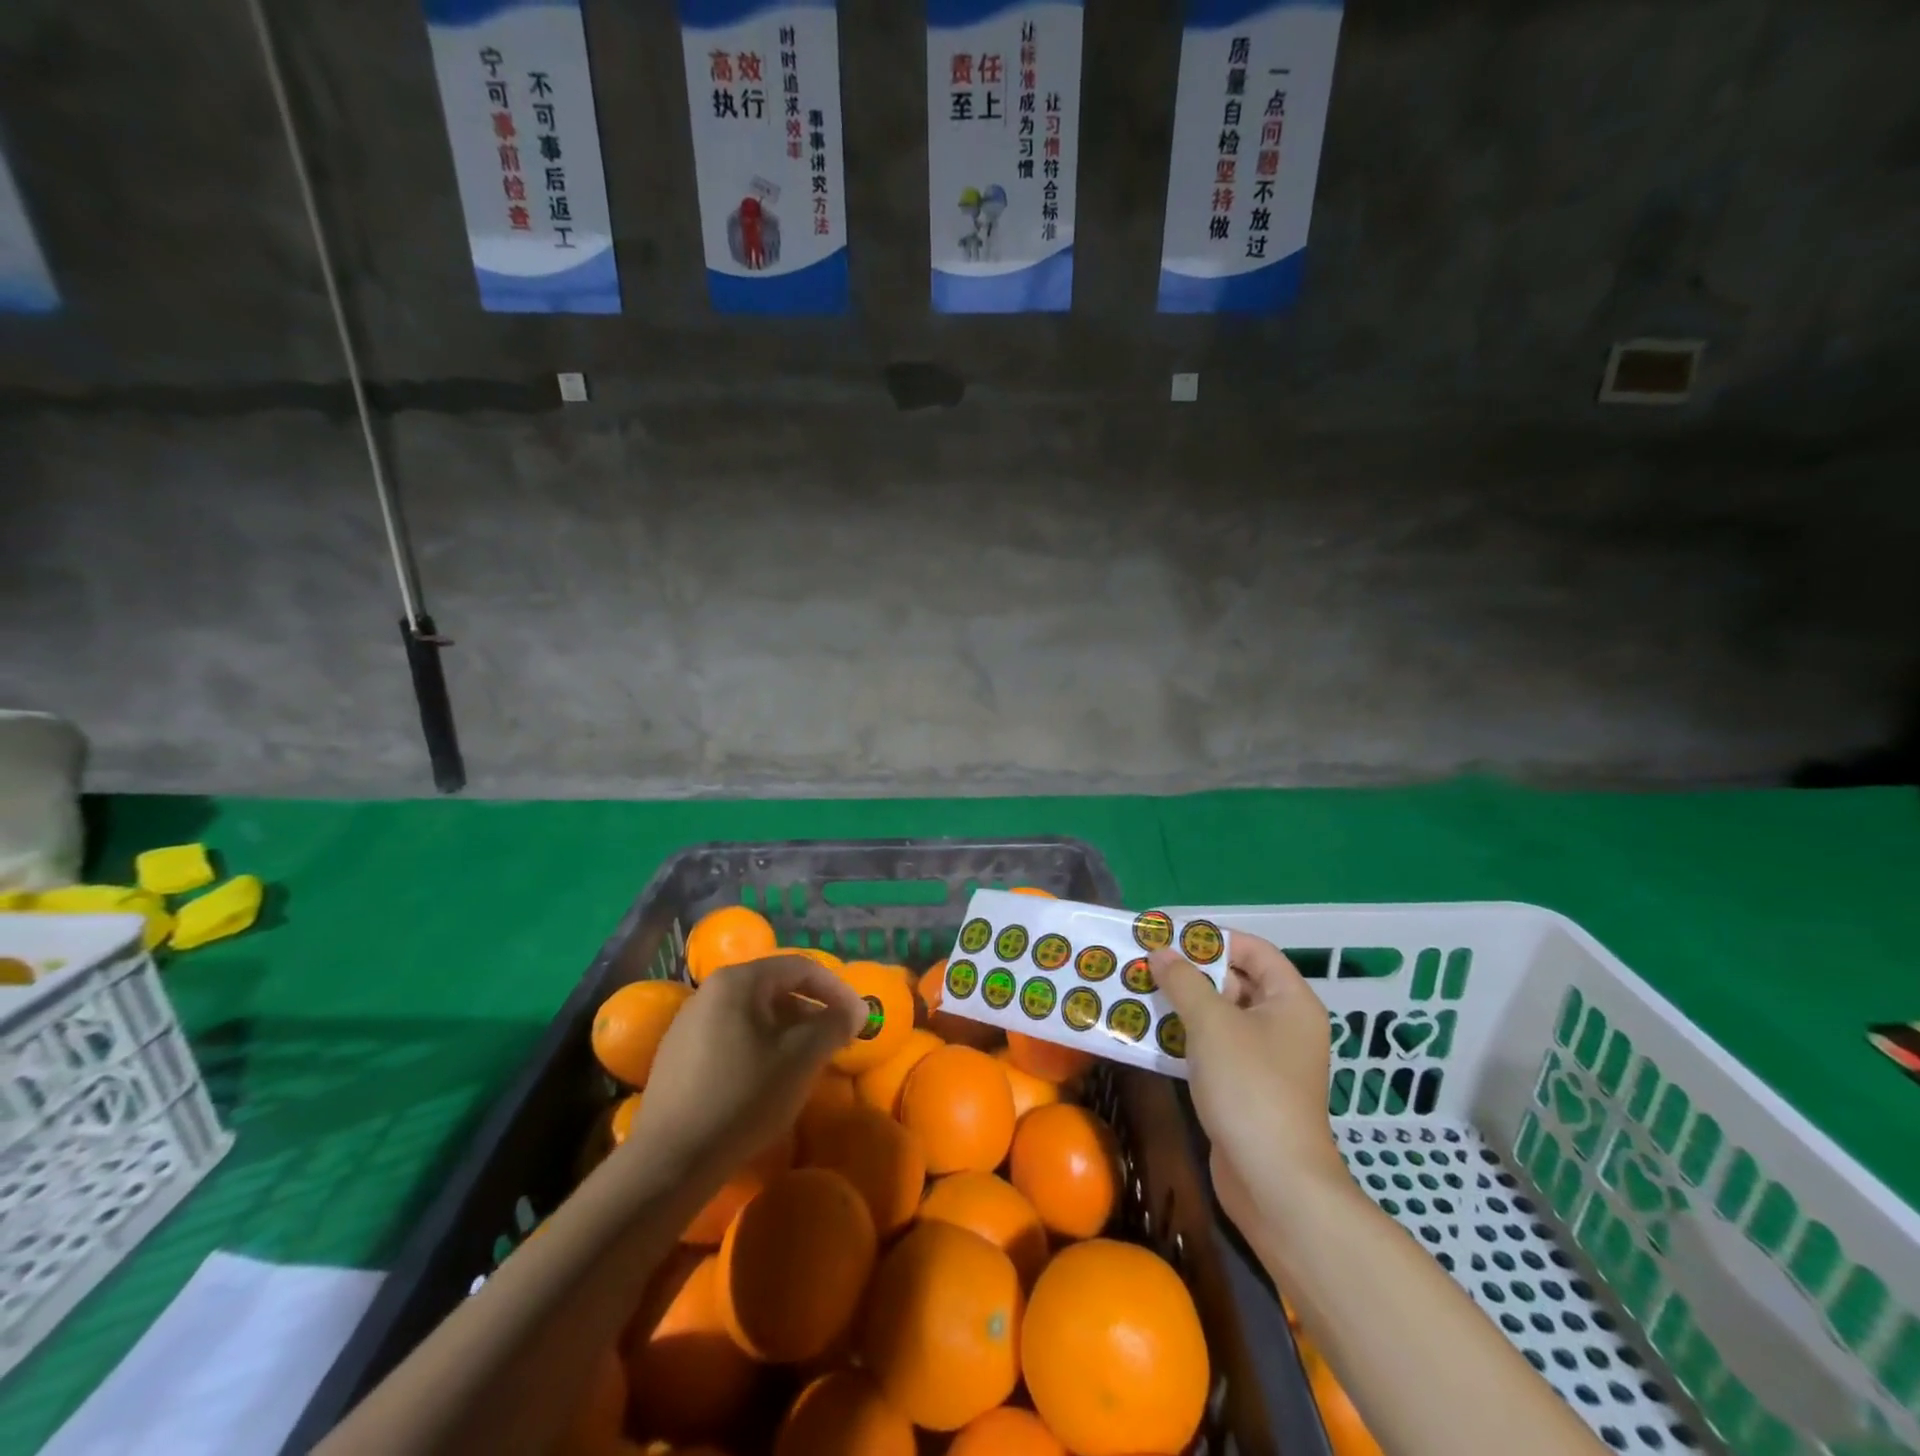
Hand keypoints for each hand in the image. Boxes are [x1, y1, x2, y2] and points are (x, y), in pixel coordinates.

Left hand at [621, 955, 864, 1182]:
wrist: (671, 1160)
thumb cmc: (744, 1096)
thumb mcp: (801, 1058)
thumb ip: (833, 1025)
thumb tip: (854, 1010)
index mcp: (737, 981)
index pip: (800, 967)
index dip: (836, 988)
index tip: (858, 1017)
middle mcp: (710, 991)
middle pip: (775, 988)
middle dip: (811, 1011)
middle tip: (834, 1040)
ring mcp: (689, 1022)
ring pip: (753, 1014)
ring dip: (787, 1030)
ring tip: (805, 1061)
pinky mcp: (678, 1054)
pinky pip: (731, 1035)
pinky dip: (760, 1046)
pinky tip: (767, 1079)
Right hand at [1151, 934, 1348, 1238]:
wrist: (1275, 1183)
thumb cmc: (1250, 1088)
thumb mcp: (1211, 1023)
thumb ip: (1183, 981)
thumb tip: (1161, 951)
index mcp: (1291, 1001)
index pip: (1255, 951)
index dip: (1214, 939)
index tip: (1171, 936)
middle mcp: (1284, 1025)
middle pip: (1235, 982)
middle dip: (1190, 972)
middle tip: (1146, 963)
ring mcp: (1266, 1060)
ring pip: (1220, 1017)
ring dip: (1182, 1005)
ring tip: (1138, 993)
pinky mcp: (1247, 1088)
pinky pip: (1214, 1048)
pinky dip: (1185, 1037)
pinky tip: (1148, 1035)